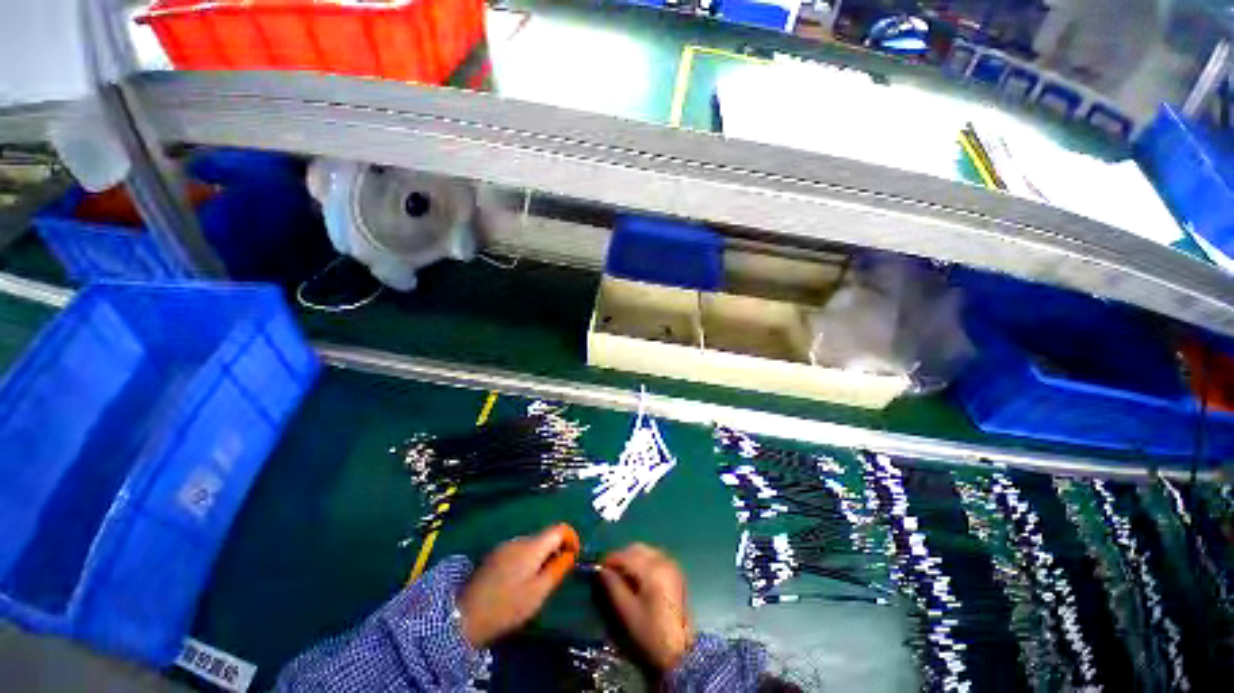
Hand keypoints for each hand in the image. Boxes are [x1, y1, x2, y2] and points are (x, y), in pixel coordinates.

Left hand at [458, 524, 579, 647]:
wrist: (464, 615)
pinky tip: (521, 581)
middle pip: (545, 536)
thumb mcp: (538, 592)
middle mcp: (520, 539)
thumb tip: (570, 554)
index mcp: (533, 545)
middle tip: (557, 574)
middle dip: (555, 550)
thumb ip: (557, 570)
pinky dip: (527, 560)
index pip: (560, 528)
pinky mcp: (495, 555)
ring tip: (539, 581)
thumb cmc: (507, 605)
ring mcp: (505, 546)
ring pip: (532, 544)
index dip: (571, 538)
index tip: (574, 556)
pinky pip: (519, 550)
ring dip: (541, 556)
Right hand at [598, 543, 693, 671]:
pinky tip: (636, 576)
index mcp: (652, 570)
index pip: (626, 555)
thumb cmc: (650, 633)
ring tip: (621, 574)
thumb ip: (613, 586)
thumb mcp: (627, 611)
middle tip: (609, 571)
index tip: (599, 567)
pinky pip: (655, 557)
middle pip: (637, 548)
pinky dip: (643, 561)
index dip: (610, 559)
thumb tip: (601, 570)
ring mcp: (671, 565)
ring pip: (646, 551)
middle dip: (622, 556)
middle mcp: (663, 561)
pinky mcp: (675, 572)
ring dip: (632, 557)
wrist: (679, 651)